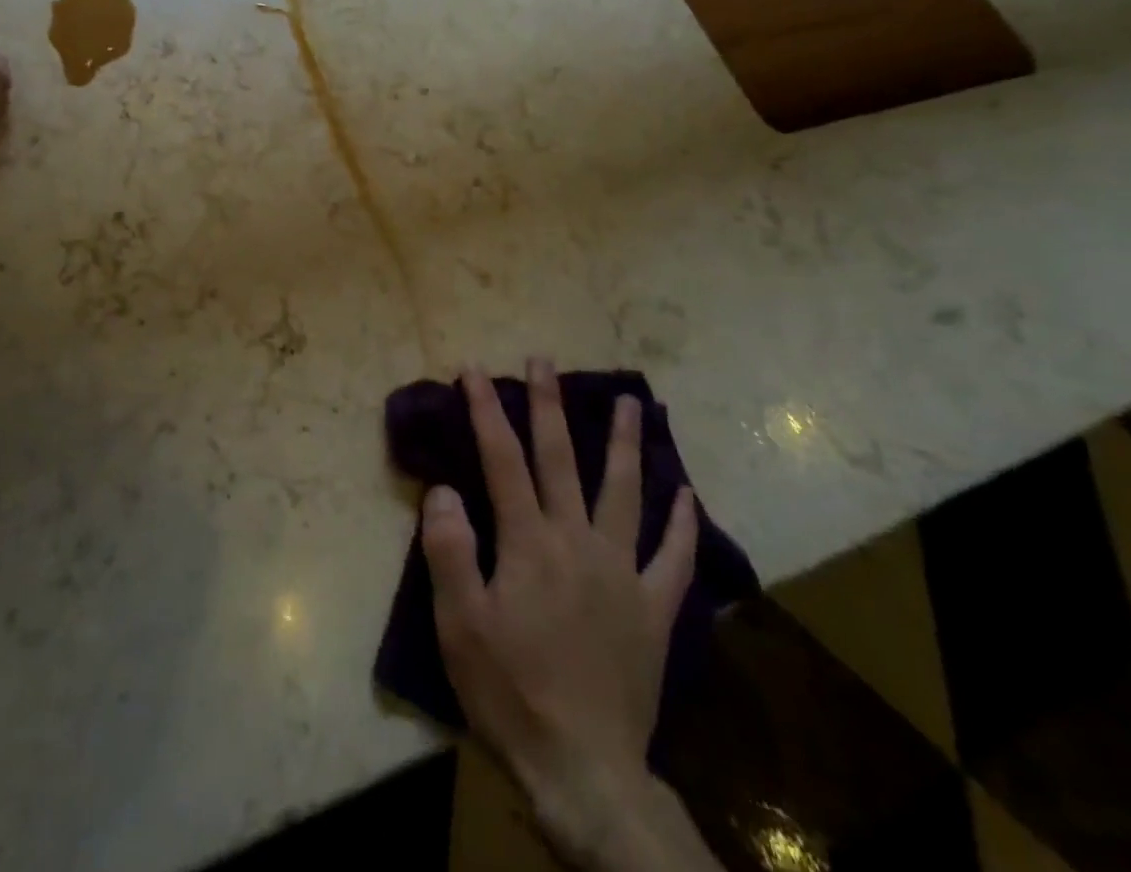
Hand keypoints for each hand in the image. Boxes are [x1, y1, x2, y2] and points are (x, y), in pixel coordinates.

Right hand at [422, 360, 716, 871]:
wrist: (584, 770)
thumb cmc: (510, 693)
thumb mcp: (459, 625)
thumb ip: (449, 550)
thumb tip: (444, 488)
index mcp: (528, 543)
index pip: (502, 460)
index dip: (486, 411)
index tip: (474, 371)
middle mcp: (578, 541)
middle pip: (561, 459)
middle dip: (548, 405)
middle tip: (544, 361)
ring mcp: (622, 572)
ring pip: (624, 492)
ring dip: (625, 444)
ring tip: (630, 402)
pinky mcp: (653, 609)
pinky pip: (675, 558)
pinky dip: (683, 524)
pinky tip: (686, 493)